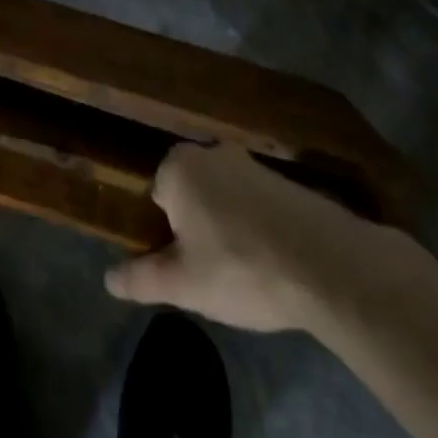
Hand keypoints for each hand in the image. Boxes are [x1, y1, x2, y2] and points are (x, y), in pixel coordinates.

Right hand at [105, 143, 426, 335]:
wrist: (328, 264)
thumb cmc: (240, 267)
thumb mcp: (183, 284)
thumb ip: (142, 278)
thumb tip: (108, 278)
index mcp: (179, 166)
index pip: (157, 196)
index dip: (165, 234)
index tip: (182, 265)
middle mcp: (212, 152)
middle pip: (192, 193)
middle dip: (196, 227)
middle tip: (211, 272)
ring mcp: (253, 163)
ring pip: (226, 198)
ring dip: (229, 228)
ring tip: (246, 273)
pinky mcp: (288, 181)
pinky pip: (258, 204)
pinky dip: (259, 228)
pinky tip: (274, 264)